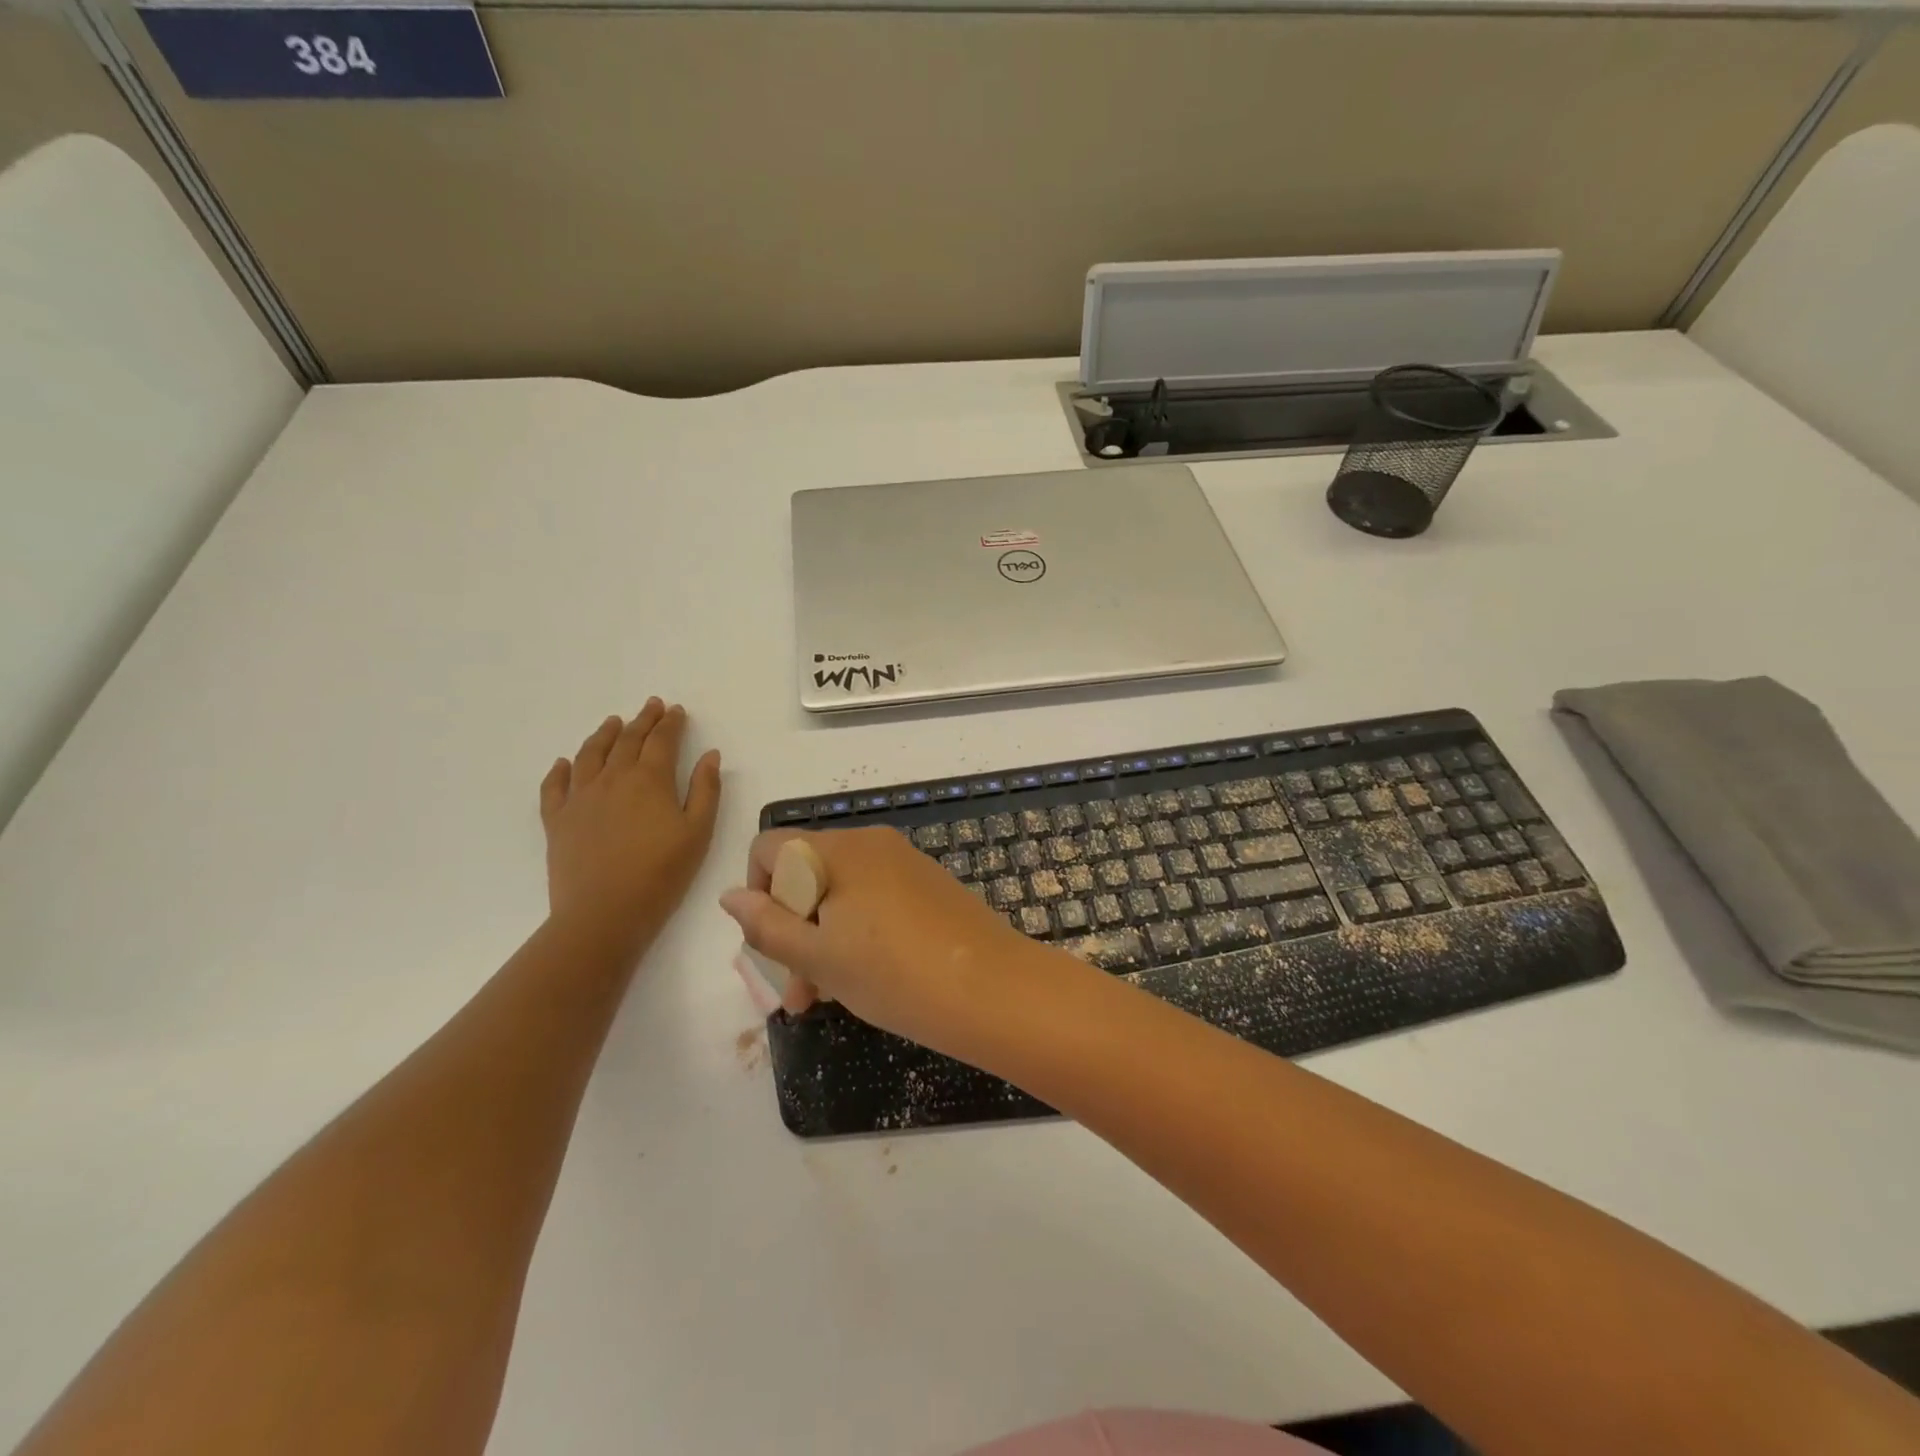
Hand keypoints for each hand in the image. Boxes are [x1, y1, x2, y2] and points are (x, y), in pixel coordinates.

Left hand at [540, 700, 720, 951]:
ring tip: (612, 722)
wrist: (604, 914)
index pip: (661, 740)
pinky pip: (554, 786)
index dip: (670, 723)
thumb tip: (710, 755)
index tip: (676, 711)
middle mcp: (612, 778)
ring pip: (589, 754)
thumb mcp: (698, 832)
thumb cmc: (661, 874)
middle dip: (642, 720)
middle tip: (651, 706)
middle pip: (627, 740)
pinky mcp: (556, 820)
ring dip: (603, 734)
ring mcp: (579, 798)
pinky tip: (564, 763)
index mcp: (649, 779)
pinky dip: (559, 770)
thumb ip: (705, 790)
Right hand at [719, 826, 1048, 1059]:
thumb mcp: (817, 957)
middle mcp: (870, 843)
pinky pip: (873, 898)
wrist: (991, 990)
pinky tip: (865, 979)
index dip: (758, 891)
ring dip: (822, 939)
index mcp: (838, 850)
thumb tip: (729, 895)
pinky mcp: (928, 884)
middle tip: (797, 992)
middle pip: (805, 873)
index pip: (770, 846)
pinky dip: (857, 931)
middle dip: (791, 929)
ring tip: (826, 998)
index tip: (772, 941)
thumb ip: (766, 925)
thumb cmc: (893, 974)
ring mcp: (903, 862)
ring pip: (839, 893)